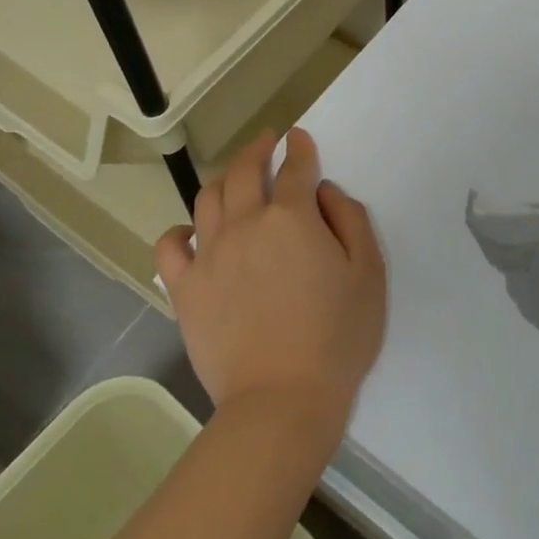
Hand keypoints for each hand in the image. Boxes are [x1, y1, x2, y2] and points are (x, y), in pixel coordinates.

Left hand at [155, 129, 385, 458]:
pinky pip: (170, 245)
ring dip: (223, 180)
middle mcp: (246, 223)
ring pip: (207, 198)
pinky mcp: (185, 288)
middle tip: (265, 142)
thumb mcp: (368, 274)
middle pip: (244, 170)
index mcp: (292, 217)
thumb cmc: (337, 338)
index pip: (295, 167)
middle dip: (256, 149)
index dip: (299, 148)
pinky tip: (192, 232)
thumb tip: (325, 192)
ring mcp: (210, 254)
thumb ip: (351, 220)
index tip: (298, 138)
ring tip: (234, 181)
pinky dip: (179, 231)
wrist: (282, 401)